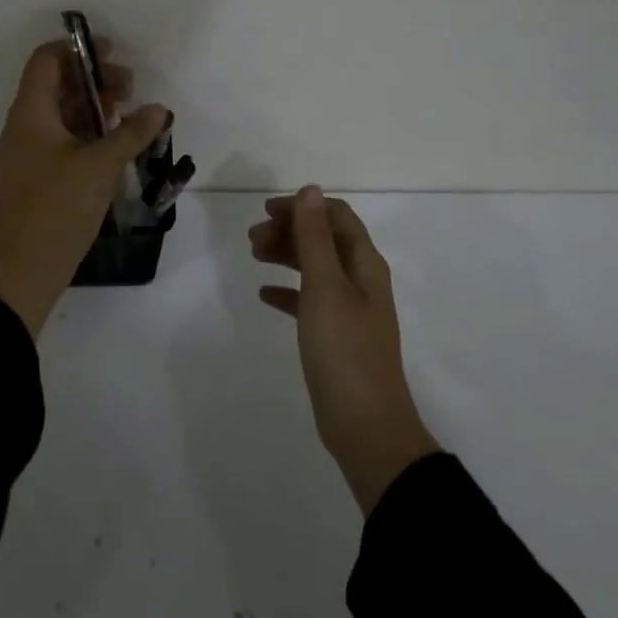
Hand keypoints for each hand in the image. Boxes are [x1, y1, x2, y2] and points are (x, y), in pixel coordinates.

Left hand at [0, 37, 169, 336]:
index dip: (77, 48)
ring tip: (130, 114)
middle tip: (130, 89)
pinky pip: (66, 136)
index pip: (47, 59)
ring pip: (65, 111)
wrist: (24, 269)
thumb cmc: (57, 207)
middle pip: (59, 82)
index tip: (112, 52)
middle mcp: (27, 124)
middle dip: (95, 78)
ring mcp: (32, 150)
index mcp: (31, 111)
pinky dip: (91, 130)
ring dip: (96, 105)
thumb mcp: (100, 165)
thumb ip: (132, 132)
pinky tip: (119, 142)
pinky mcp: (42, 173)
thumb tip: (159, 109)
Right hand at [251, 187, 440, 515]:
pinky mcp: (336, 337)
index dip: (303, 207)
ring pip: (315, 267)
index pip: (336, 216)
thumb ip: (315, 237)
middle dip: (290, 230)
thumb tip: (310, 189)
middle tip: (252, 237)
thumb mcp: (325, 286)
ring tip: (254, 255)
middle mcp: (361, 281)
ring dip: (286, 255)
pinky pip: (309, 301)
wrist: (366, 428)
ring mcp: (350, 311)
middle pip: (325, 239)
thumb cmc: (344, 350)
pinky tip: (265, 295)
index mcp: (365, 264)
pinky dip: (288, 291)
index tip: (267, 210)